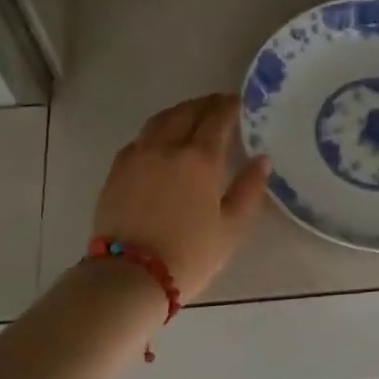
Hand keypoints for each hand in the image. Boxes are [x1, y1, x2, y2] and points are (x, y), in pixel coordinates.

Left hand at [92, 93, 270, 300]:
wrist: (130, 276)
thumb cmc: (189, 254)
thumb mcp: (231, 228)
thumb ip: (249, 189)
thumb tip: (262, 159)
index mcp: (199, 159)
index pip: (217, 119)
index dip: (229, 107)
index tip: (239, 102)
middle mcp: (167, 147)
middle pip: (187, 112)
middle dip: (205, 104)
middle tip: (218, 104)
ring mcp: (138, 156)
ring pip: (160, 120)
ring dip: (179, 111)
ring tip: (190, 114)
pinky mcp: (117, 170)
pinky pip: (139, 139)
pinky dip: (155, 131)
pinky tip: (159, 140)